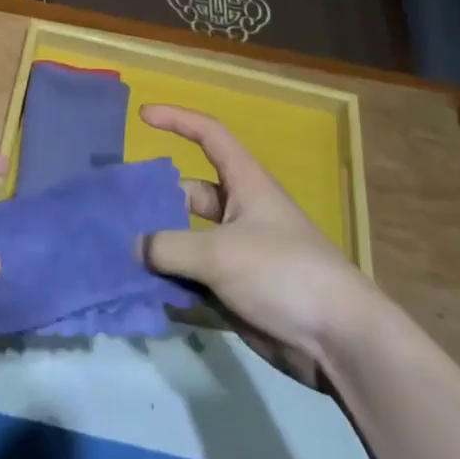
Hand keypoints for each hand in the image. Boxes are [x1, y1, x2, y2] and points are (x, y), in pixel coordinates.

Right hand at [141, 103, 382, 386]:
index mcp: (245, 184)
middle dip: (157, 202)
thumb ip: (170, 247)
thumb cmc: (283, 273)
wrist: (340, 341)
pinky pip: (196, 281)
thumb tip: (136, 247)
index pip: (209, 135)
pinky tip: (144, 297)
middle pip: (190, 194)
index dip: (177, 120)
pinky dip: (173, 286)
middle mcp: (241, 212)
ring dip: (161, 250)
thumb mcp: (220, 253)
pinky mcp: (239, 292)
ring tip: (121, 258)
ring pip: (189, 241)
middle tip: (118, 214)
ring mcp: (239, 254)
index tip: (143, 117)